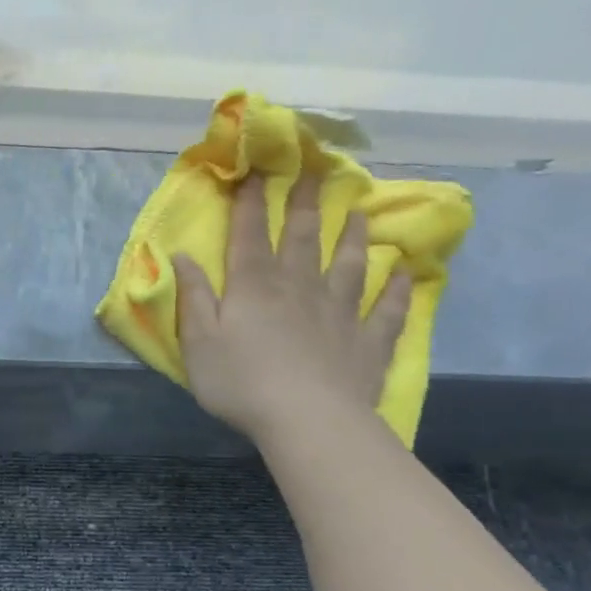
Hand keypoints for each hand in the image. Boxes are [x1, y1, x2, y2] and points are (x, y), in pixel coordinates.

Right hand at [174, 172, 410, 443]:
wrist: (307, 420)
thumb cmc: (242, 382)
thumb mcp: (199, 341)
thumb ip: (193, 296)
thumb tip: (182, 255)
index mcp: (255, 287)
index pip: (251, 235)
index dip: (253, 203)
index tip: (259, 170)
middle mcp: (300, 288)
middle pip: (304, 239)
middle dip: (306, 205)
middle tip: (316, 173)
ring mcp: (340, 313)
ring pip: (350, 265)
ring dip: (354, 238)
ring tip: (360, 214)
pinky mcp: (368, 342)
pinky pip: (388, 311)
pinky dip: (399, 291)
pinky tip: (407, 274)